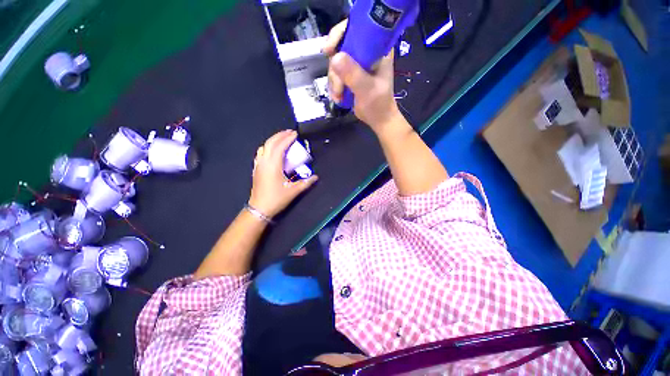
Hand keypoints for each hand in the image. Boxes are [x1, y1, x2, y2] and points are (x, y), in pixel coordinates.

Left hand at [248, 130, 317, 218]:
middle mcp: (264, 162)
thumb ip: (306, 183)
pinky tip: (272, 150)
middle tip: (290, 132)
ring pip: (264, 146)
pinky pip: (261, 153)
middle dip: (280, 135)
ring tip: (282, 139)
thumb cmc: (276, 199)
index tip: (295, 134)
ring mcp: (258, 165)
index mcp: (273, 165)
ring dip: (273, 140)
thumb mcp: (293, 191)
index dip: (288, 138)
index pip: (280, 146)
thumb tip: (316, 177)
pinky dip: (267, 147)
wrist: (259, 208)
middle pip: (270, 143)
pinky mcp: (256, 169)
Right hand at [323, 20, 402, 131]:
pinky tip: (338, 97)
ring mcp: (357, 64)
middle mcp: (366, 52)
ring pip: (335, 64)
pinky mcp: (350, 75)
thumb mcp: (367, 89)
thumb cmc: (378, 104)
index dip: (339, 35)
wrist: (378, 119)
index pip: (355, 29)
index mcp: (377, 48)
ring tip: (339, 96)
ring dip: (334, 82)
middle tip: (339, 88)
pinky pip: (335, 74)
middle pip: (340, 49)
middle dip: (336, 70)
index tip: (328, 50)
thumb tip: (334, 58)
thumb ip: (354, 74)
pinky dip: (334, 86)